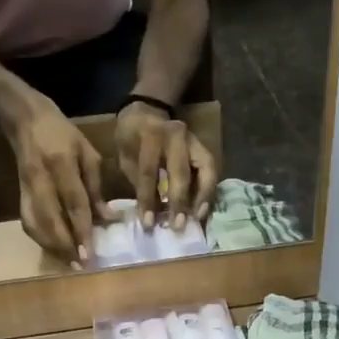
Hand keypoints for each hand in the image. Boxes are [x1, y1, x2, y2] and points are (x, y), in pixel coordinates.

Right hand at [11, 98, 107, 262]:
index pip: (73, 203)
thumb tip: (108, 219)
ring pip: (35, 225)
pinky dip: (41, 239)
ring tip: (69, 262)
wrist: (26, 121)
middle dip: (64, 245)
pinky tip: (55, 249)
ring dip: (51, 246)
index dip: (82, 230)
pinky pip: (28, 223)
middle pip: (50, 219)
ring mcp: (26, 188)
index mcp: (62, 164)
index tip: (89, 253)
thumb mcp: (88, 153)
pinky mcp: (19, 195)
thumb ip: (97, 187)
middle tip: (79, 265)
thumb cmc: (64, 134)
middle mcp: (41, 179)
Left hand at [116, 101, 218, 231]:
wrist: (147, 111)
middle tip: (178, 226)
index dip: (148, 199)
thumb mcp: (125, 157)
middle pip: (182, 172)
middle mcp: (176, 136)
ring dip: (204, 196)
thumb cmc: (131, 138)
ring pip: (207, 169)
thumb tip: (150, 214)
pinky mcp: (204, 147)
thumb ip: (138, 182)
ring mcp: (194, 140)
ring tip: (199, 218)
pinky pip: (212, 170)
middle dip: (180, 201)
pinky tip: (204, 208)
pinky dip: (209, 190)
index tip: (148, 223)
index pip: (149, 172)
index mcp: (150, 136)